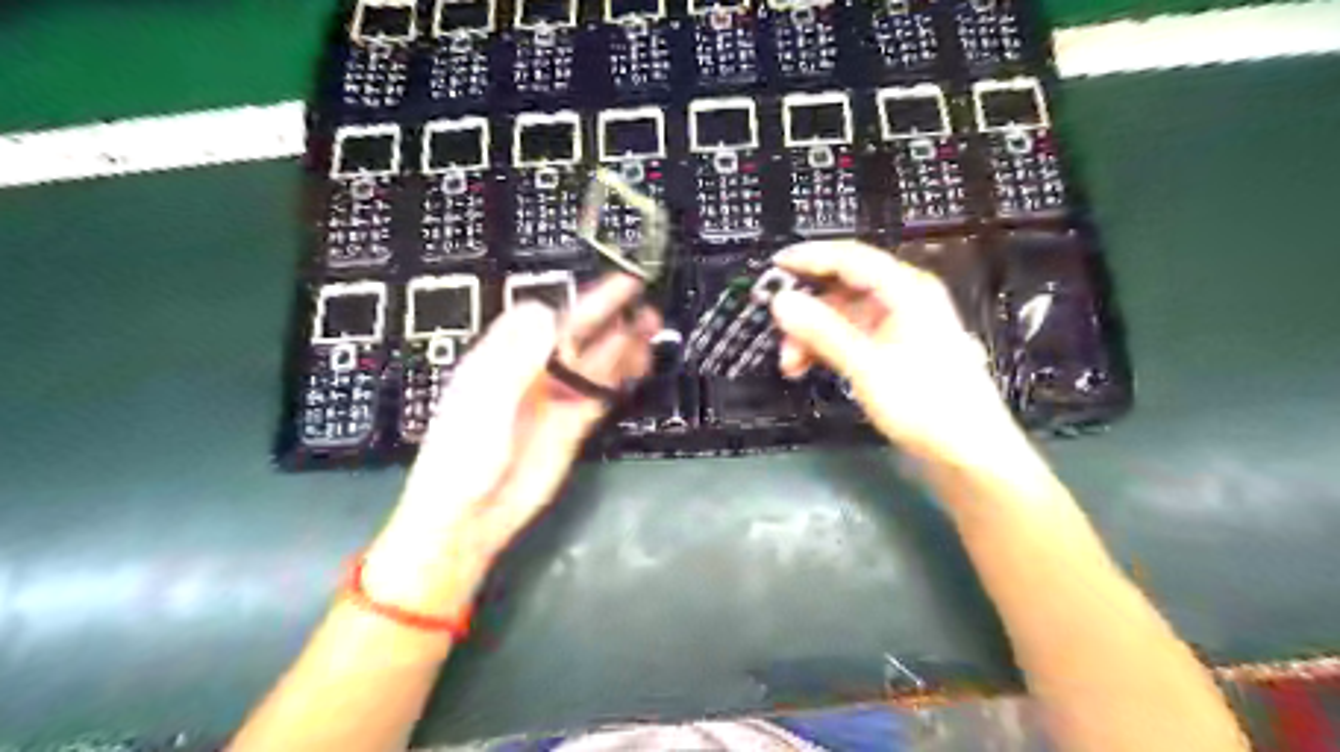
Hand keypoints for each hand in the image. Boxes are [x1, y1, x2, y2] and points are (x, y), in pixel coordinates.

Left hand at [365, 277, 657, 609]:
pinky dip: (620, 379)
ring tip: (651, 327)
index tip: (613, 284)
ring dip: (622, 345)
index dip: (580, 299)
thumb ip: (516, 357)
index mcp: (504, 358)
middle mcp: (533, 372)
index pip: (547, 317)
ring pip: (594, 363)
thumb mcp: (483, 401)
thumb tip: (544, 311)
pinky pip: (600, 394)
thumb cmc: (463, 458)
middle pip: (577, 336)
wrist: (470, 517)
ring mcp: (555, 398)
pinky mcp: (572, 425)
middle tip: (642, 299)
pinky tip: (639, 366)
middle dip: (609, 316)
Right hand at [769, 241, 1021, 469]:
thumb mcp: (867, 366)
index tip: (775, 268)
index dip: (809, 258)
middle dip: (808, 310)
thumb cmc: (927, 405)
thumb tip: (783, 302)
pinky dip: (828, 348)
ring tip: (792, 364)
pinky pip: (852, 336)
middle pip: (843, 288)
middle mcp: (904, 300)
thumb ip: (822, 331)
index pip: (850, 258)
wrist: (969, 452)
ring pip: (844, 316)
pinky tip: (812, 366)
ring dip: (814, 334)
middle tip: (780, 333)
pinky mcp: (896, 350)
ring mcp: (900, 326)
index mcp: (907, 291)